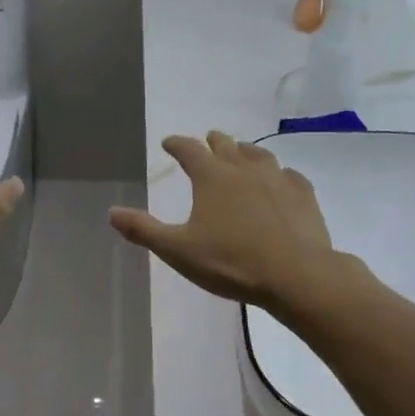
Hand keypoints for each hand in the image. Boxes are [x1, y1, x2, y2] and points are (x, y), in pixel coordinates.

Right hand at [109, 131, 359, 311]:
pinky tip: (280, 180)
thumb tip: (111, 213)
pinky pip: (288, 175)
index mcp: (211, 177)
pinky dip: (278, 173)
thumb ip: (144, 230)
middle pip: (226, 146)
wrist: (296, 274)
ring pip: (258, 155)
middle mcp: (244, 169)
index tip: (168, 142)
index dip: (177, 144)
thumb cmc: (230, 262)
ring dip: (245, 151)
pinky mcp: (303, 195)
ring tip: (242, 153)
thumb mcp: (178, 250)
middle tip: (208, 140)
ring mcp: (278, 179)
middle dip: (213, 142)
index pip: (189, 150)